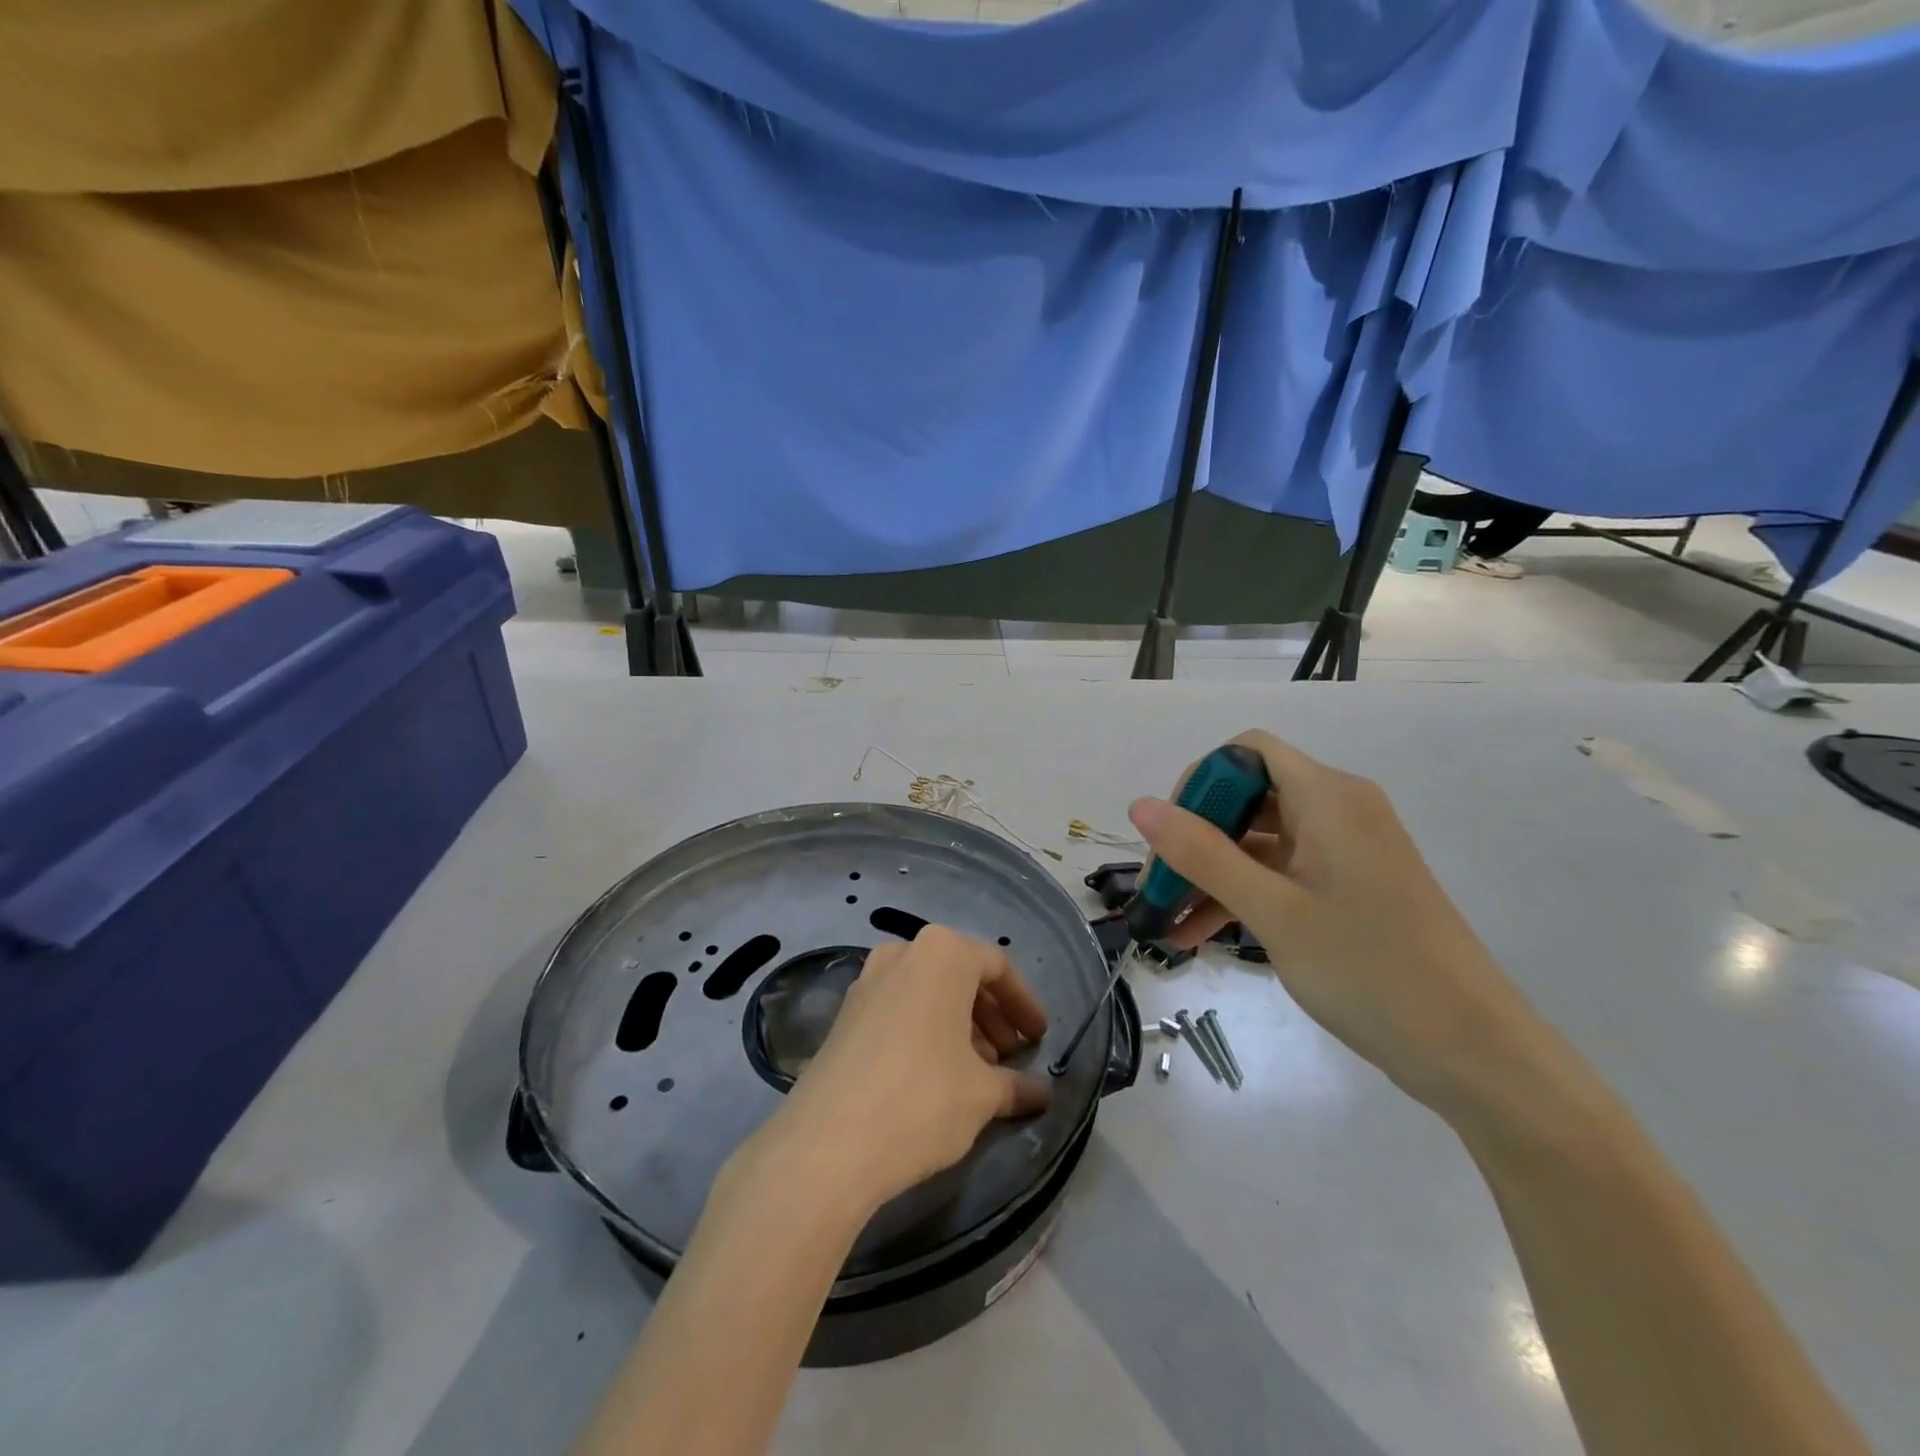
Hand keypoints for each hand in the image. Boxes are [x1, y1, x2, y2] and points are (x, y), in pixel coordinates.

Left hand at [764, 926, 1049, 1212]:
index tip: (1039, 1039)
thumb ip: (1017, 1086)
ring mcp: (867, 980)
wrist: (828, 1143)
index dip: (1023, 1004)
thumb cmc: (923, 1099)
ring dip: (958, 1025)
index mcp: (943, 953)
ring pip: (927, 992)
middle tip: (1009, 1057)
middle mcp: (903, 953)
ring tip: (976, 1071)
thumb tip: (1042, 1093)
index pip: (997, 967)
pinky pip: (898, 1008)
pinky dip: (924, 1030)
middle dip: (991, 1015)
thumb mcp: (983, 1095)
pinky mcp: (843, 1014)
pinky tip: (934, 1075)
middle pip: (960, 976)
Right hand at [1129, 730, 1554, 1118]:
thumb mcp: (1273, 911)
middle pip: (1248, 797)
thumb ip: (1202, 854)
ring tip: (1166, 919)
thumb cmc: (1370, 969)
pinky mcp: (1348, 889)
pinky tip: (1198, 936)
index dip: (1201, 781)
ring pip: (1258, 841)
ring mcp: (1345, 852)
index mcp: (1328, 797)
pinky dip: (1240, 895)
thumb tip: (1139, 805)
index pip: (1248, 751)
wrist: (1474, 1053)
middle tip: (1157, 886)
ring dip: (1211, 873)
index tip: (1170, 834)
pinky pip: (1279, 875)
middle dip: (1195, 836)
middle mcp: (1338, 811)